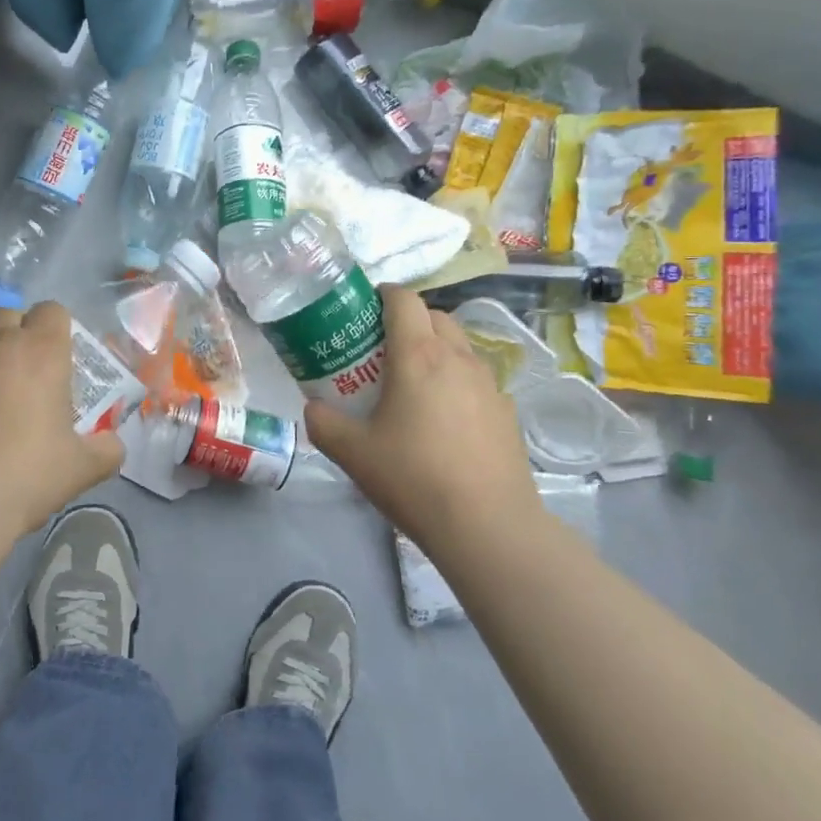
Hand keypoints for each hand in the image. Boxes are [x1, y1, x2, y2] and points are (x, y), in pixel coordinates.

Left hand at [0, 302, 123, 534]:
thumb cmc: (30, 473)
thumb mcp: (84, 466)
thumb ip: (106, 449)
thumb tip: (112, 445)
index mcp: (42, 351)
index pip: (51, 310)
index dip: (56, 328)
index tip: (58, 356)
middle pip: (8, 314)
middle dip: (17, 333)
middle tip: (24, 371)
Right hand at [305, 285, 542, 551]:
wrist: (488, 526)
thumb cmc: (413, 478)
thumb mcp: (352, 453)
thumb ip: (324, 423)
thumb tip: (313, 408)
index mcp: (418, 355)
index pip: (404, 299)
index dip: (383, 294)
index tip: (365, 309)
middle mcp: (457, 357)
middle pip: (435, 315)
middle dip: (410, 320)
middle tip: (384, 349)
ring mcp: (489, 383)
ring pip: (460, 345)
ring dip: (437, 348)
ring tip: (416, 383)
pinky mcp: (507, 411)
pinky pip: (478, 379)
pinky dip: (459, 382)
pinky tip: (447, 420)